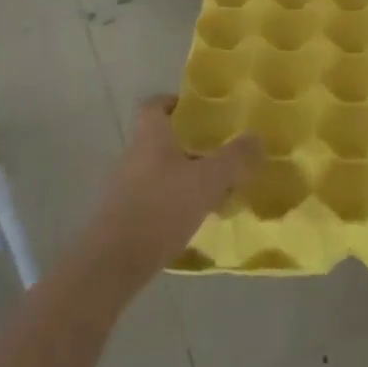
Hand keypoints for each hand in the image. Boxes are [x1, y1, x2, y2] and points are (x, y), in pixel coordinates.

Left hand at [74, 97, 258, 290]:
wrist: (112, 264)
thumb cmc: (160, 209)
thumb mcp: (208, 181)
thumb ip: (234, 158)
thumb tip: (256, 138)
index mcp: (150, 137)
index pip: (155, 105)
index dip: (175, 103)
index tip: (199, 111)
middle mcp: (133, 155)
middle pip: (160, 139)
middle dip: (189, 145)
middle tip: (218, 154)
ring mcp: (123, 188)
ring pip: (158, 171)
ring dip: (183, 177)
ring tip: (213, 191)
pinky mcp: (121, 217)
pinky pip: (152, 198)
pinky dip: (172, 203)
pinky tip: (192, 220)